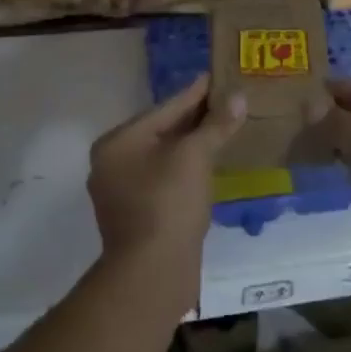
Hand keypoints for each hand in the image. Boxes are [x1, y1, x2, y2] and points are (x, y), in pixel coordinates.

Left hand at [88, 75, 243, 315]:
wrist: (152, 274)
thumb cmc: (168, 204)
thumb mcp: (195, 156)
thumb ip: (215, 124)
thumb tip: (237, 96)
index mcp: (118, 143)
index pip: (165, 108)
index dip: (196, 93)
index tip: (219, 77)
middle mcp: (113, 163)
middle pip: (163, 131)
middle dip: (197, 119)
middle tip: (229, 101)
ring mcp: (123, 192)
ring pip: (166, 157)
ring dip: (194, 145)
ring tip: (225, 129)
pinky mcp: (138, 215)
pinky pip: (166, 180)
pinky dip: (188, 169)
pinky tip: (211, 165)